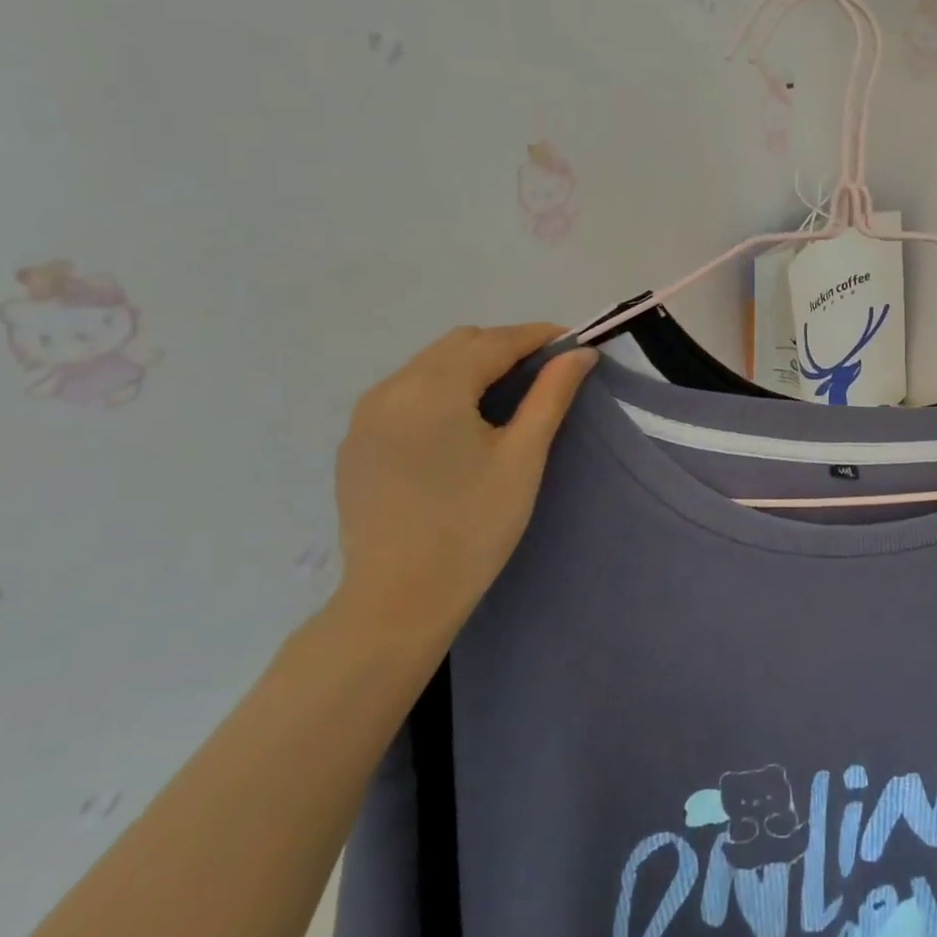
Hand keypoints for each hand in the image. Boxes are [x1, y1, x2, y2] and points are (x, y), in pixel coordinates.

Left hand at [331, 324, 597, 638]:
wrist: (398, 600)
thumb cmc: (473, 527)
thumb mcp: (523, 458)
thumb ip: (551, 395)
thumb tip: (580, 353)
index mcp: (432, 389)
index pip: (494, 342)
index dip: (538, 336)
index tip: (574, 342)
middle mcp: (390, 389)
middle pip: (458, 345)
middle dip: (506, 347)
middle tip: (547, 371)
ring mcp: (365, 416)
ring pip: (429, 366)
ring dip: (473, 366)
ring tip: (510, 394)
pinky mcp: (356, 442)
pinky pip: (406, 393)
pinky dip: (442, 389)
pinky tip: (463, 422)